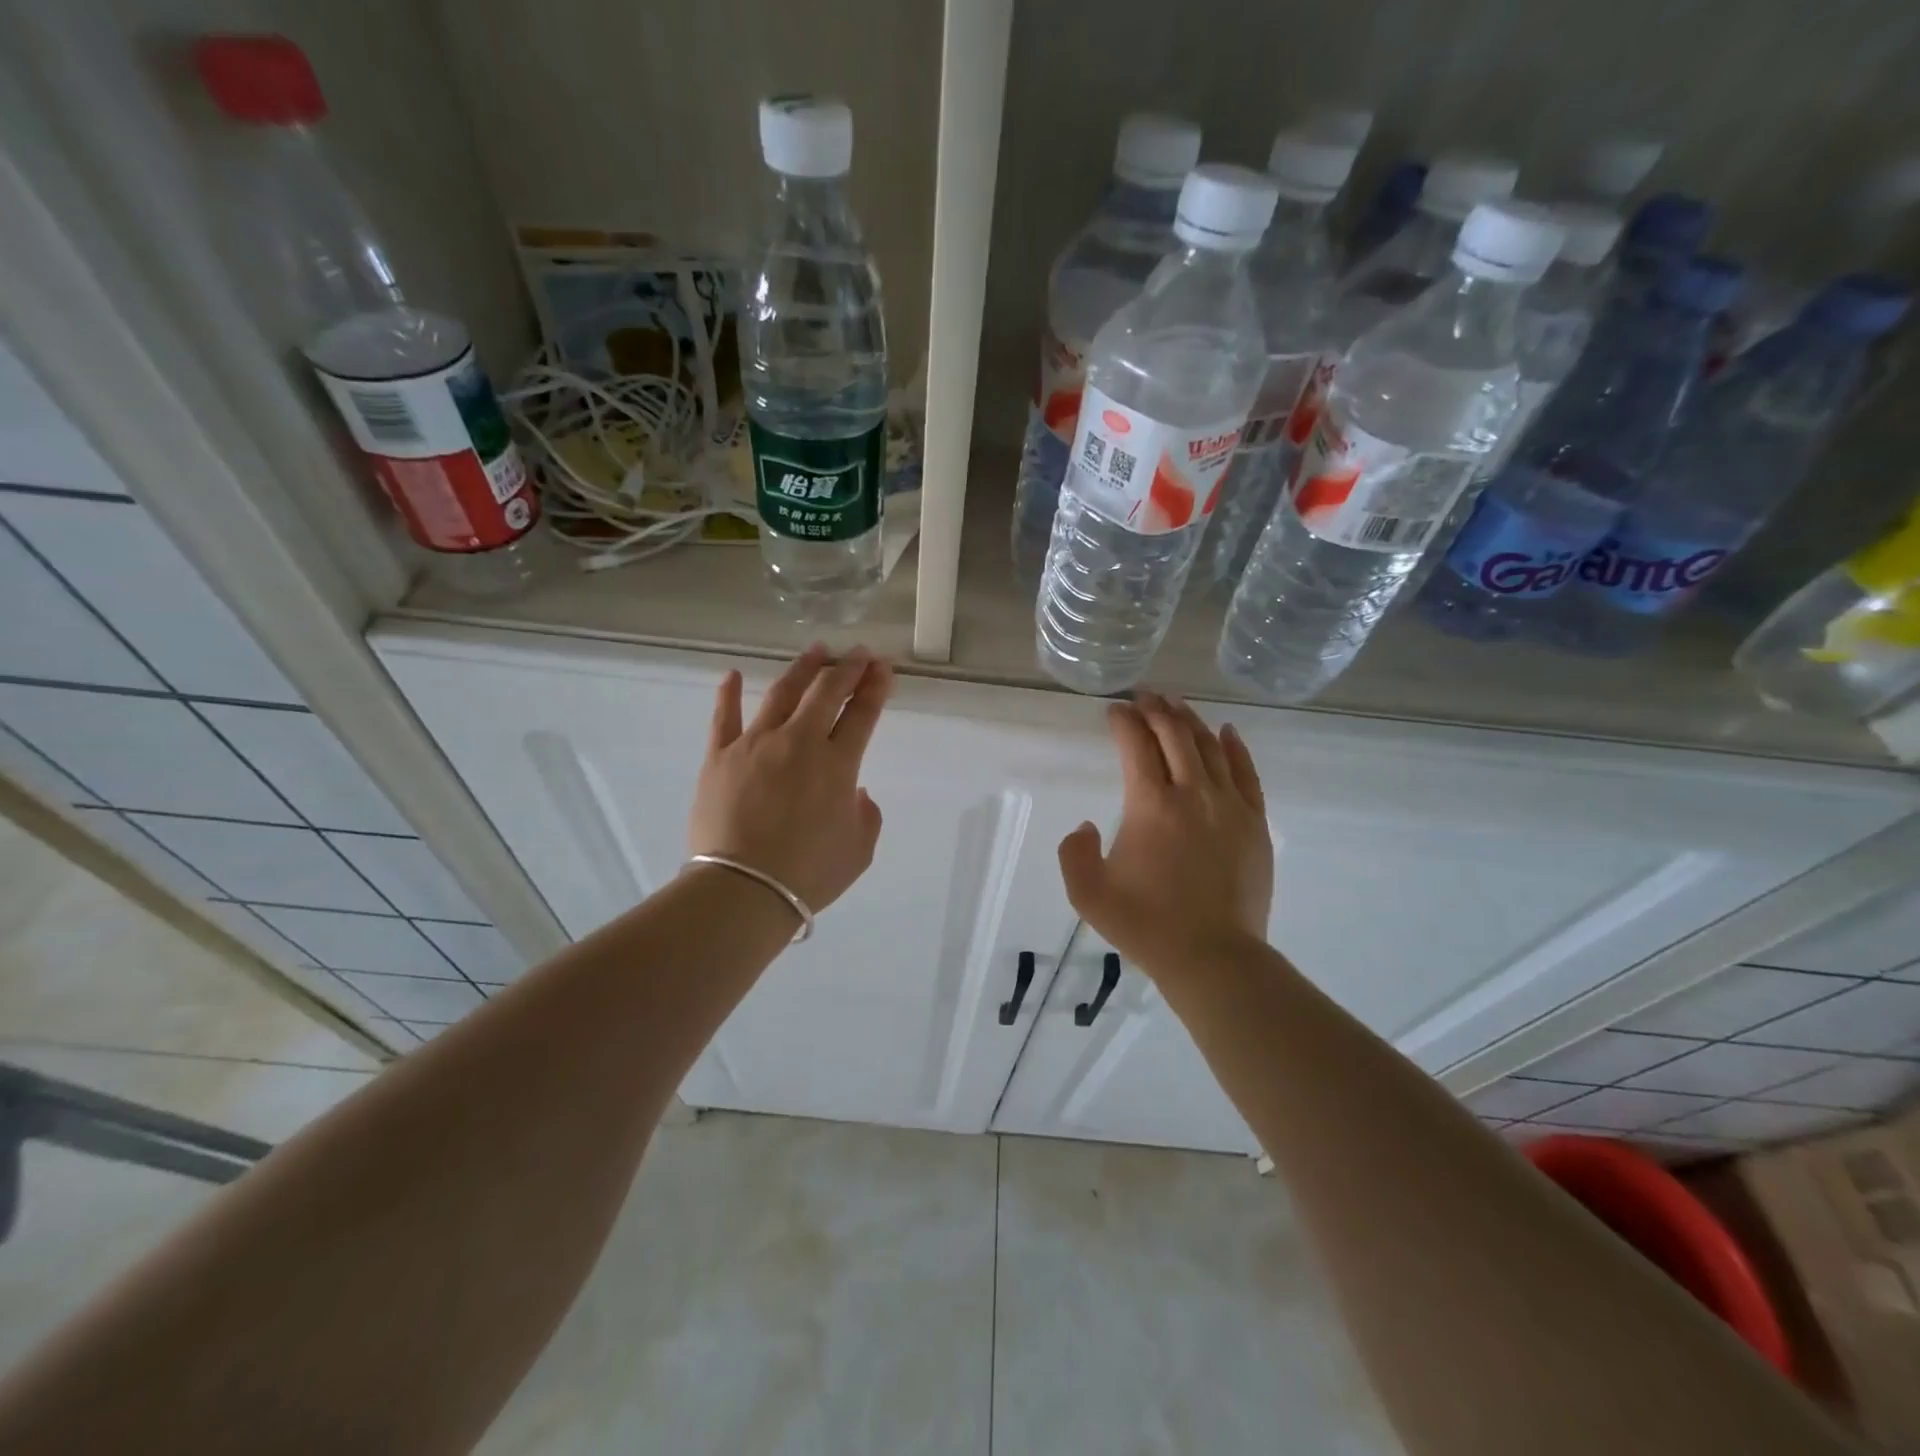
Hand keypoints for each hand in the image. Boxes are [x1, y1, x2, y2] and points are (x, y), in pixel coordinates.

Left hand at [688, 645, 890, 913]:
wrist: (742, 889)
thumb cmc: (808, 874)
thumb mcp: (858, 851)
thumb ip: (866, 816)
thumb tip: (856, 791)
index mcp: (838, 765)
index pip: (862, 714)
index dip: (875, 687)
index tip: (883, 668)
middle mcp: (799, 742)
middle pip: (827, 693)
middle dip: (847, 668)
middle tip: (858, 653)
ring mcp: (756, 744)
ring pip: (782, 693)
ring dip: (802, 669)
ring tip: (815, 650)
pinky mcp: (720, 756)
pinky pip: (724, 717)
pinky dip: (729, 693)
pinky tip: (733, 674)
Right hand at [1058, 691, 1273, 978]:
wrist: (1213, 958)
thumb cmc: (1146, 925)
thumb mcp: (1087, 894)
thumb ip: (1074, 852)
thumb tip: (1085, 826)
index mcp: (1151, 805)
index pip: (1136, 745)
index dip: (1123, 721)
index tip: (1113, 710)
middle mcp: (1192, 793)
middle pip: (1175, 735)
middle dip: (1156, 708)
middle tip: (1142, 695)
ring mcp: (1230, 806)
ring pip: (1211, 746)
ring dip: (1190, 720)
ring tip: (1175, 705)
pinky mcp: (1255, 823)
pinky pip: (1247, 773)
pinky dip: (1235, 747)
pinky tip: (1227, 731)